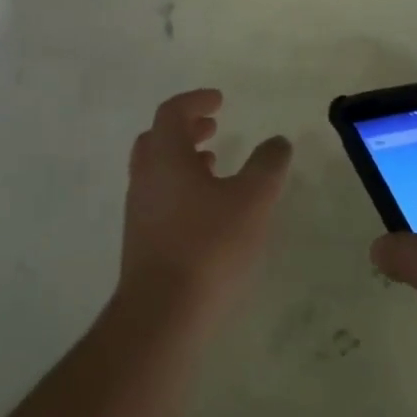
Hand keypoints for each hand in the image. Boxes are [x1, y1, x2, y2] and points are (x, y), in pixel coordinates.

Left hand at [119, 88, 292, 323]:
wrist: (161, 316)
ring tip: (214, 164)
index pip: (172, 112)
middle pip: (158, 138)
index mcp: (165, 156)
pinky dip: (181, 187)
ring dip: (183, 159)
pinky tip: (207, 209)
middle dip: (186, 127)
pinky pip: (159, 196)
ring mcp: (139, 210)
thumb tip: (277, 142)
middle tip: (213, 127)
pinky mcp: (141, 240)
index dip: (196, 100)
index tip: (220, 101)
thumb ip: (267, 165)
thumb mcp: (252, 200)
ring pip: (157, 169)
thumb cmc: (208, 246)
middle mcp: (145, 176)